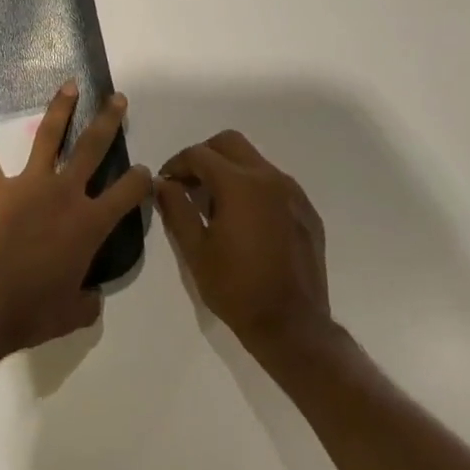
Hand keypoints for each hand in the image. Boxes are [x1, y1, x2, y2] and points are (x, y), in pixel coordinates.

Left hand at [0, 82, 153, 364]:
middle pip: (93, 149)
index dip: (140, 180)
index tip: (146, 171)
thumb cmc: (27, 313)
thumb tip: (92, 297)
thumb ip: (87, 302)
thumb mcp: (70, 316)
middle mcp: (64, 195)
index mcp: (89, 226)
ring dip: (60, 108)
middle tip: (117, 99)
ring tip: (68, 85)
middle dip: (108, 122)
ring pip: (48, 136)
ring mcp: (28, 185)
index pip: (127, 194)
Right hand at [157, 130, 332, 356]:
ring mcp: (292, 193)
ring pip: (254, 160)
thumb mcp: (194, 250)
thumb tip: (163, 183)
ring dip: (229, 170)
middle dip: (204, 156)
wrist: (292, 326)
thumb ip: (176, 208)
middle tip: (189, 183)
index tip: (166, 183)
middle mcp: (269, 178)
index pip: (199, 154)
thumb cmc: (236, 288)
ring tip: (215, 204)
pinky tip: (245, 220)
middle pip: (229, 143)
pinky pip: (274, 183)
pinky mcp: (306, 211)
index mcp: (239, 184)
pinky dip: (253, 187)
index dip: (176, 164)